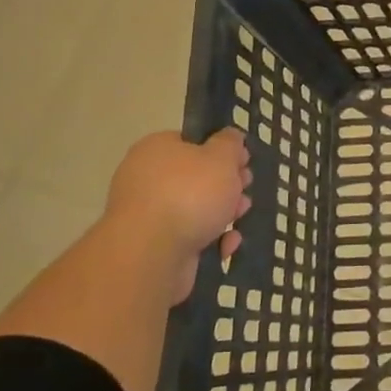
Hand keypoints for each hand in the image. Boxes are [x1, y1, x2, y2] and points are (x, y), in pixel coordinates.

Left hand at [103, 129, 251, 302]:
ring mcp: (149, 215)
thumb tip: (230, 137)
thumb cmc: (190, 193)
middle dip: (227, 186)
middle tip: (244, 191)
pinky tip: (225, 246)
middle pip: (196, 178)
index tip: (243, 163)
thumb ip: (230, 143)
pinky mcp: (154, 246)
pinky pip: (189, 236)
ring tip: (239, 220)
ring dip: (223, 214)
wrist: (152, 254)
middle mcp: (146, 179)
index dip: (222, 151)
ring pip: (195, 209)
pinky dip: (210, 240)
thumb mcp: (221, 157)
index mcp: (156, 149)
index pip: (192, 143)